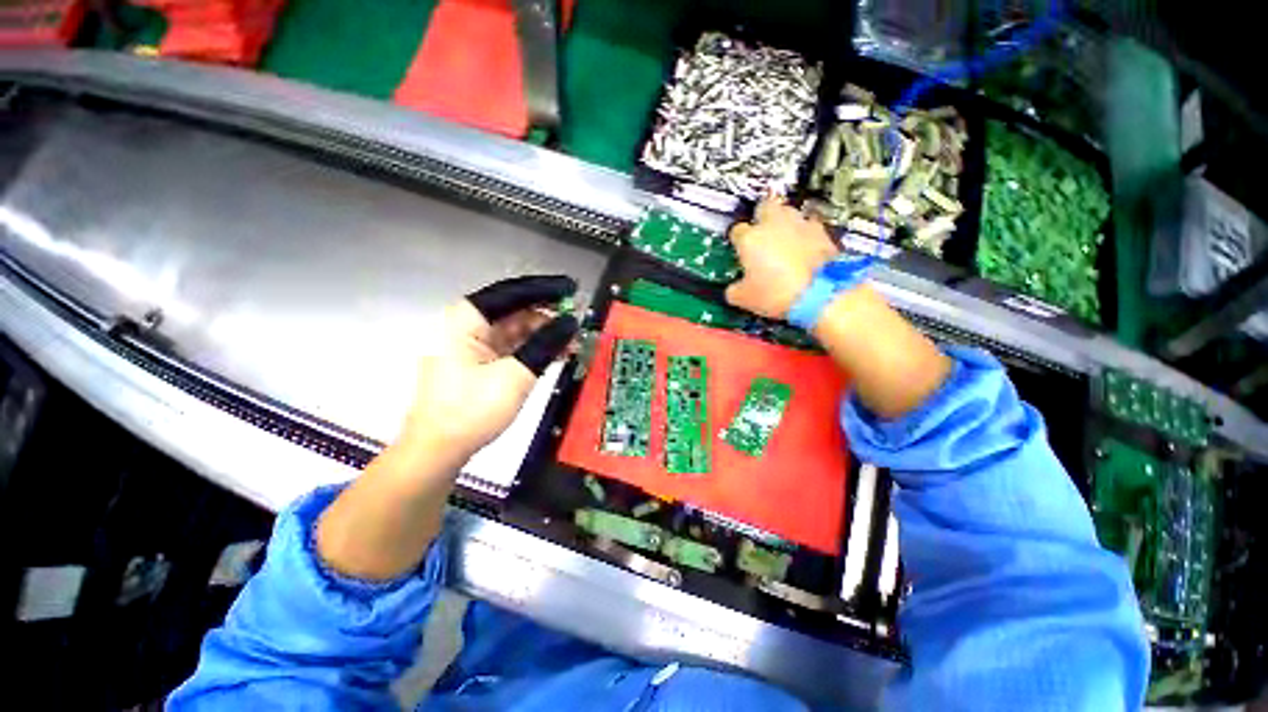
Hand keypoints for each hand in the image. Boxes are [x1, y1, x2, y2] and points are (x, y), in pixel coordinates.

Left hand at [398, 275, 578, 462]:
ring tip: (573, 341)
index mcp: (466, 319)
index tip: (572, 288)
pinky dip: (535, 348)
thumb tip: (571, 323)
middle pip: (515, 310)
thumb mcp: (515, 376)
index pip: (511, 293)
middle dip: (548, 315)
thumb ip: (545, 345)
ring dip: (545, 334)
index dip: (545, 289)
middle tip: (577, 320)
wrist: (438, 451)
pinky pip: (513, 346)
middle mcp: (468, 325)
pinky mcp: (481, 362)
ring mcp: (473, 345)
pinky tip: (557, 353)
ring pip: (516, 329)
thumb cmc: (471, 410)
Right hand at [725, 197, 839, 318]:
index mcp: (750, 238)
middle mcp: (774, 224)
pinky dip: (806, 235)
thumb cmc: (779, 294)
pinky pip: (810, 227)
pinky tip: (805, 250)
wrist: (819, 295)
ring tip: (784, 241)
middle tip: (761, 235)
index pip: (736, 230)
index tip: (740, 250)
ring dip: (785, 223)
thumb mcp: (743, 298)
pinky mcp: (822, 232)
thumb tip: (734, 290)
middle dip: (762, 217)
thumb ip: (734, 289)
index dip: (737, 240)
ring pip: (789, 212)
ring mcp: (800, 225)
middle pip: (764, 206)